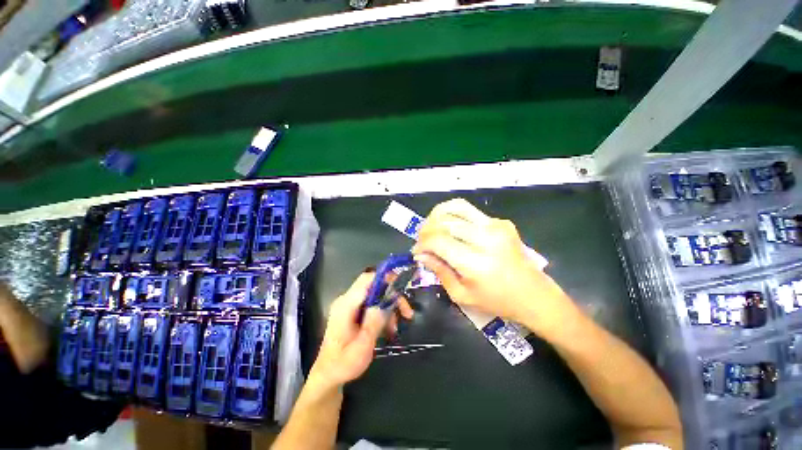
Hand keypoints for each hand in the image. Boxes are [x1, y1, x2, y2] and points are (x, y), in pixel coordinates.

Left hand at [309, 272, 413, 390]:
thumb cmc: (343, 364)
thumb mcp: (362, 346)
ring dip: (389, 308)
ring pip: (376, 296)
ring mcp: (350, 305)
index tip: (402, 288)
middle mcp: (347, 300)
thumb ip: (374, 322)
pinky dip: (383, 313)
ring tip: (395, 328)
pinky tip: (388, 329)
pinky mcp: (353, 311)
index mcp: (346, 305)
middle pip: (375, 287)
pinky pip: (372, 304)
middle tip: (407, 313)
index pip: (367, 279)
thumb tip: (386, 303)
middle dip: (392, 297)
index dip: (385, 278)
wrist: (328, 375)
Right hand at [412, 199, 574, 335]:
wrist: (534, 294)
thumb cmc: (497, 301)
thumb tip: (420, 254)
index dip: (422, 243)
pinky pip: (469, 211)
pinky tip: (450, 228)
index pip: (438, 240)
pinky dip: (453, 216)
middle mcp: (486, 238)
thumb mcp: (461, 295)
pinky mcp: (501, 221)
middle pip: (444, 221)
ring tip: (432, 228)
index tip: (417, 251)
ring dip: (437, 215)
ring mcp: (496, 226)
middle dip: (426, 229)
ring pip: (456, 207)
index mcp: (476, 262)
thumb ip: (439, 271)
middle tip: (422, 240)